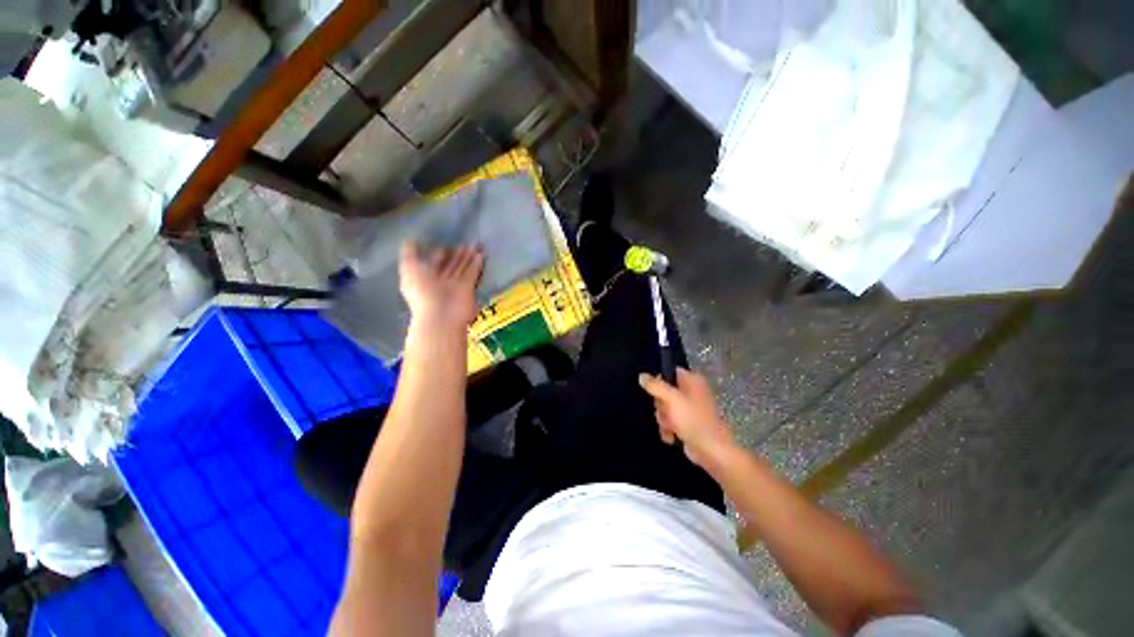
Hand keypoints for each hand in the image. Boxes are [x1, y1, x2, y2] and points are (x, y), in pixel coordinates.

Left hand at [399, 241, 483, 328]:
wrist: (441, 316)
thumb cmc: (422, 293)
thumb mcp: (409, 269)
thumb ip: (410, 254)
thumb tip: (410, 239)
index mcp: (424, 276)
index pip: (434, 261)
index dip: (440, 251)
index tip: (447, 242)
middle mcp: (440, 280)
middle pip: (451, 264)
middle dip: (458, 253)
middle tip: (467, 242)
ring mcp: (455, 285)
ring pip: (463, 267)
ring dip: (469, 256)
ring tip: (476, 244)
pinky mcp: (467, 289)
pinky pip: (472, 274)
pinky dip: (476, 265)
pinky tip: (480, 255)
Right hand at [639, 368, 736, 468]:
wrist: (711, 451)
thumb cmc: (693, 420)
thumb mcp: (671, 399)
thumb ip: (655, 386)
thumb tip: (642, 375)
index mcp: (692, 380)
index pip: (669, 372)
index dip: (659, 381)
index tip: (654, 392)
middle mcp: (692, 391)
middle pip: (664, 391)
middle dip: (661, 405)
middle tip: (665, 412)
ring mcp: (690, 408)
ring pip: (665, 407)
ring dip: (663, 419)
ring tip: (669, 427)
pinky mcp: (688, 423)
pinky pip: (670, 421)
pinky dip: (668, 429)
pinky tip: (671, 437)